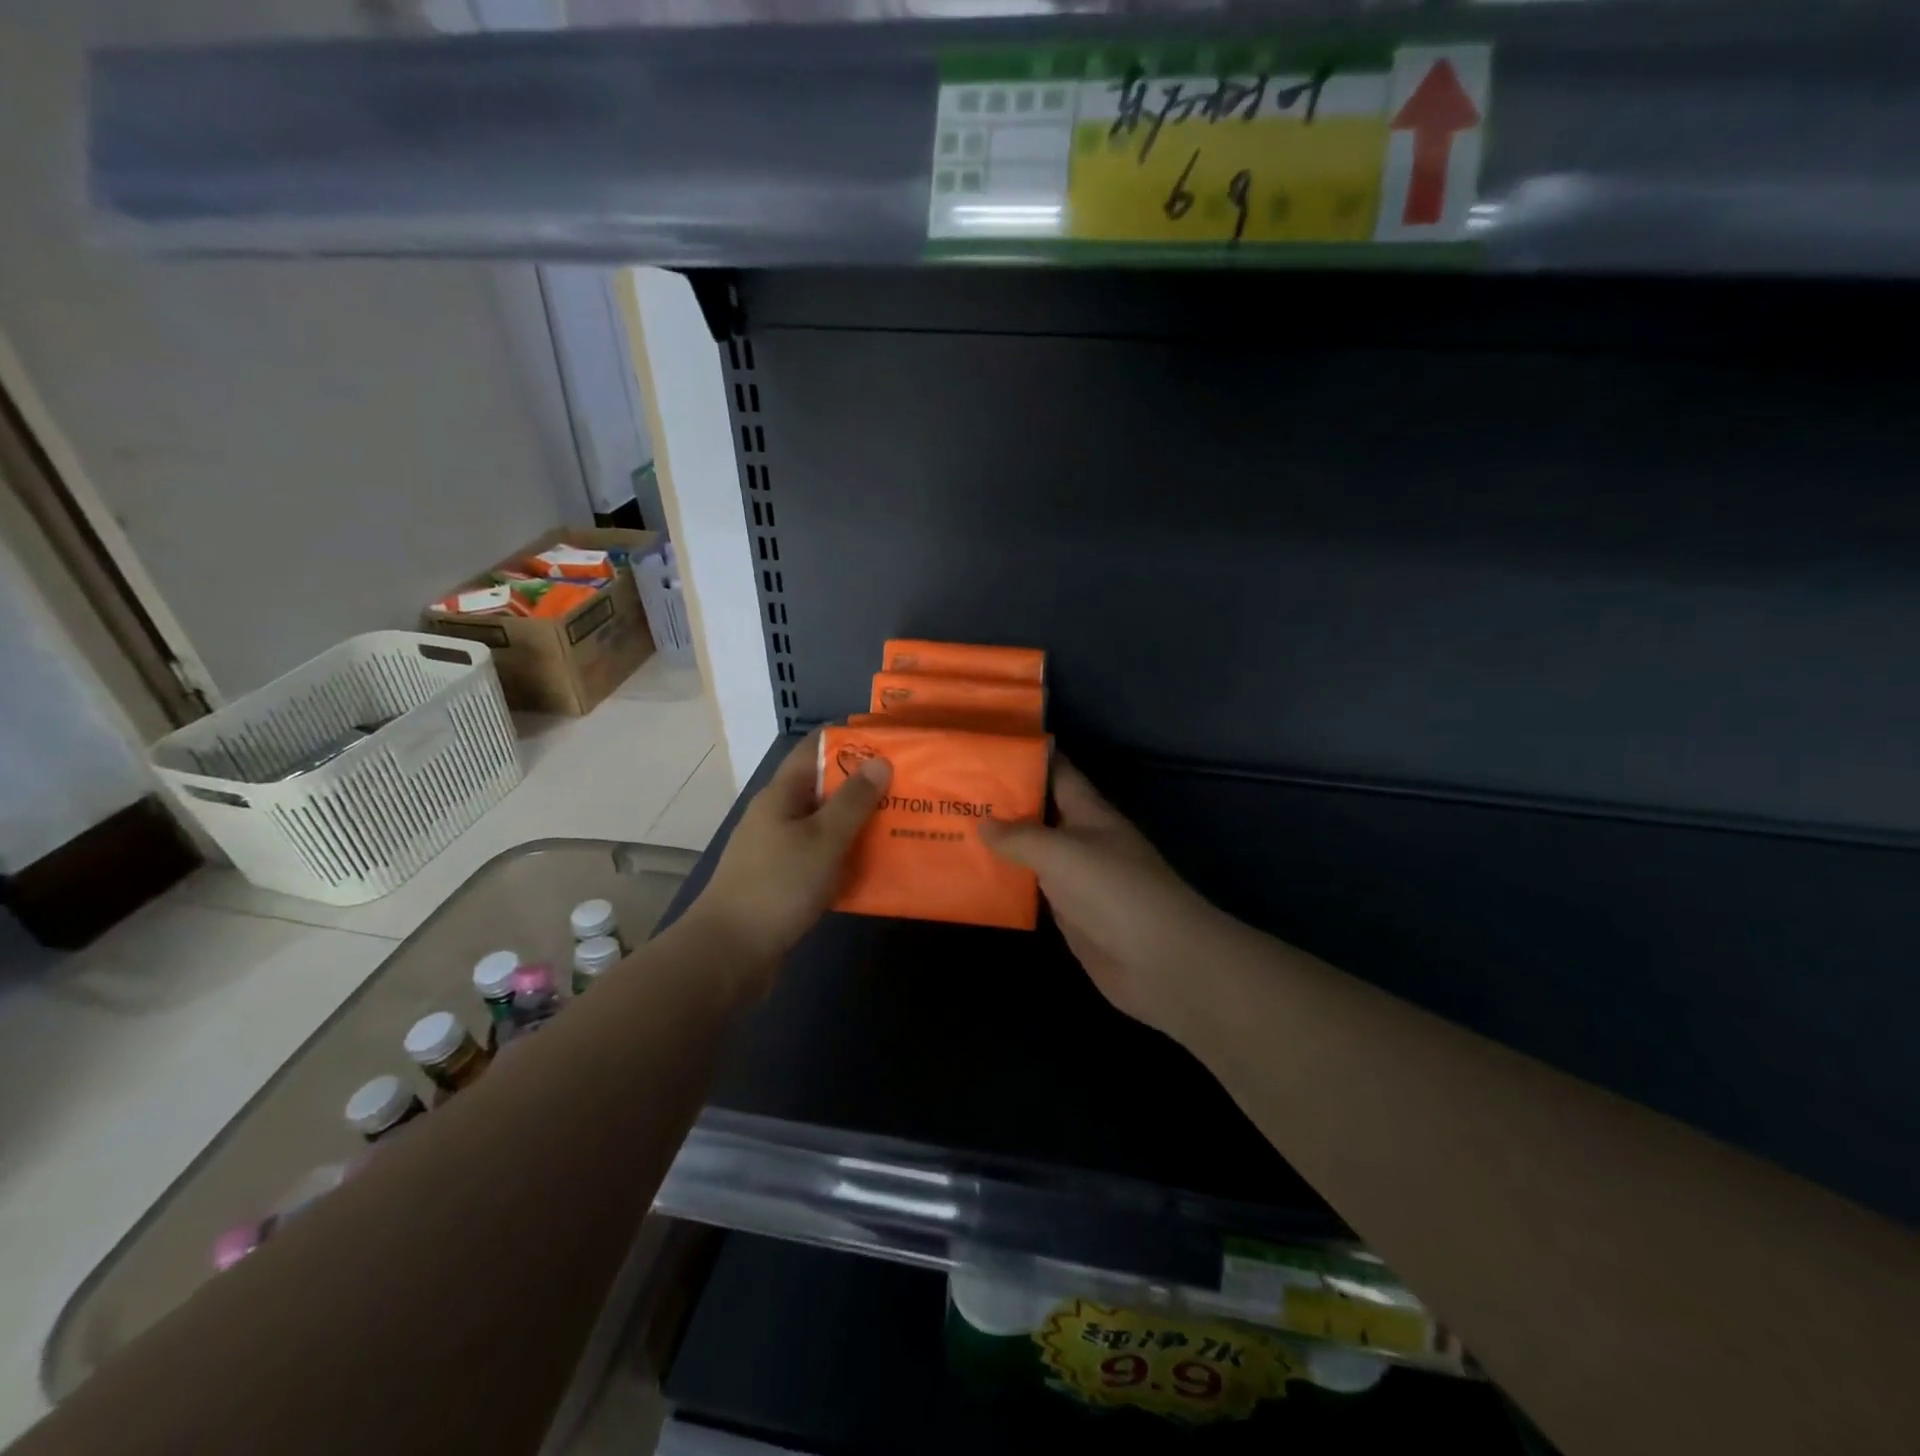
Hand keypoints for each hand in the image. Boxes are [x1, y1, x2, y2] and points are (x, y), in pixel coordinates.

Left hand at [685, 732, 890, 991]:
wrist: (729, 953)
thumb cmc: (778, 886)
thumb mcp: (823, 839)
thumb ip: (853, 801)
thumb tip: (880, 760)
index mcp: (781, 794)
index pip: (815, 749)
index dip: (850, 740)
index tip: (890, 743)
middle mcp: (777, 815)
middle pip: (823, 787)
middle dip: (863, 785)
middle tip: (908, 786)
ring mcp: (777, 849)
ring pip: (824, 824)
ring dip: (858, 822)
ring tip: (900, 822)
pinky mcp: (782, 880)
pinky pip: (821, 856)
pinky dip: (846, 855)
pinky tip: (875, 865)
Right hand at [979, 759, 1237, 1041]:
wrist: (1160, 961)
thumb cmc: (1114, 890)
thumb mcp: (1063, 852)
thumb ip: (1021, 836)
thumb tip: (982, 822)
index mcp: (1089, 812)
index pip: (1057, 772)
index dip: (1026, 757)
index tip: (984, 746)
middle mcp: (1081, 839)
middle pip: (1039, 812)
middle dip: (1001, 801)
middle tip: (951, 790)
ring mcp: (1075, 878)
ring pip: (1031, 852)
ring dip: (999, 845)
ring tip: (951, 829)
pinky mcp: (1068, 914)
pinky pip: (1031, 890)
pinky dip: (1006, 883)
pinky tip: (972, 879)